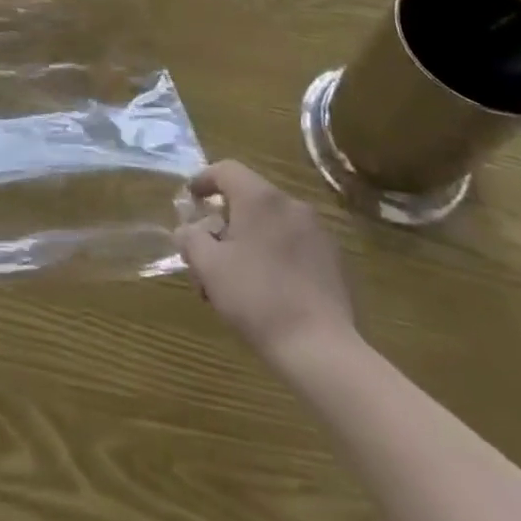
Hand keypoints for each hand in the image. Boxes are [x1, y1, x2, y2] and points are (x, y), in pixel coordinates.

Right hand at [176, 160, 355, 367]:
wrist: (321, 350)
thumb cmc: (257, 299)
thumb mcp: (209, 267)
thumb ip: (191, 239)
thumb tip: (187, 230)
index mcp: (260, 198)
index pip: (226, 170)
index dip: (203, 180)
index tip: (190, 199)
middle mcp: (291, 204)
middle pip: (248, 198)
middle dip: (224, 220)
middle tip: (208, 249)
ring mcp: (317, 232)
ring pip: (271, 222)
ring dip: (248, 238)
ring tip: (235, 276)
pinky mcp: (333, 260)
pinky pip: (293, 242)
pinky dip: (274, 252)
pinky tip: (267, 287)